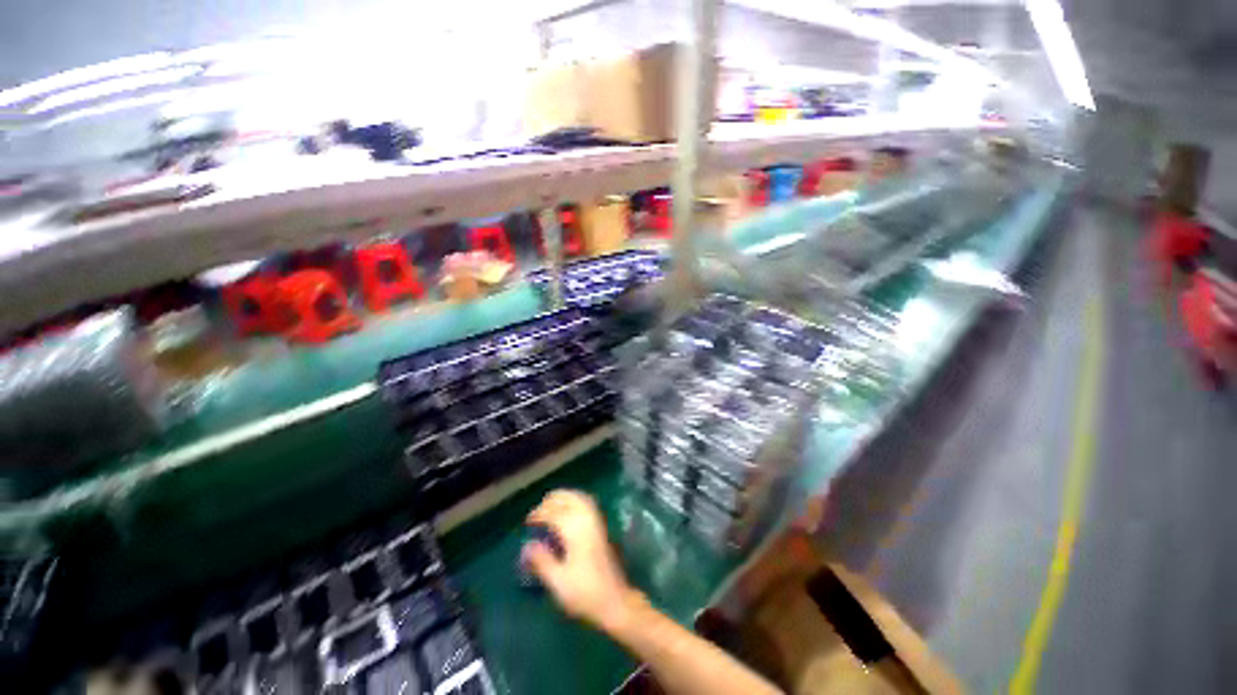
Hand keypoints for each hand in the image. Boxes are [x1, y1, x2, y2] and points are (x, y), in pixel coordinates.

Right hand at [523, 490, 639, 632]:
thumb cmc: (585, 593)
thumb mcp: (558, 582)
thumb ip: (542, 561)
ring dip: (566, 497)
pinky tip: (569, 510)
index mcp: (576, 532)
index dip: (540, 513)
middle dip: (553, 499)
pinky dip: (576, 501)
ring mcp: (597, 523)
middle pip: (570, 499)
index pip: (555, 513)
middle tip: (539, 508)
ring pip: (580, 499)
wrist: (615, 601)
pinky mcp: (602, 528)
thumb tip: (528, 545)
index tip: (528, 521)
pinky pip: (587, 504)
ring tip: (552, 503)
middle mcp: (587, 521)